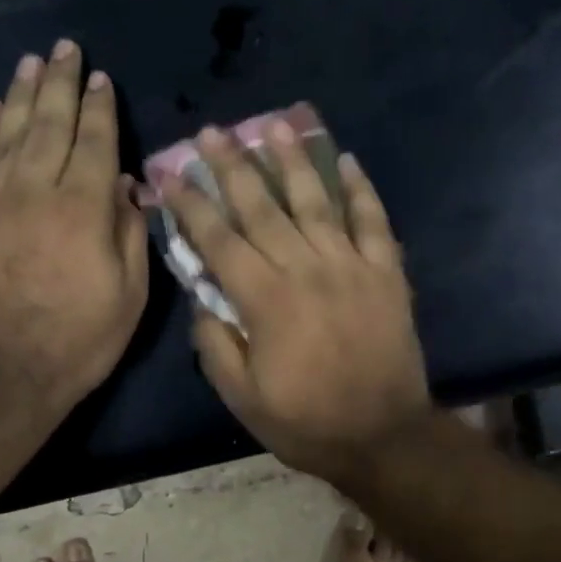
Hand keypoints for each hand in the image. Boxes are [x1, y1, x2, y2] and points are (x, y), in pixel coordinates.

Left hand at [0, 40, 148, 425]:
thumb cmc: (77, 341)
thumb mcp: (130, 296)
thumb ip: (131, 234)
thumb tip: (130, 188)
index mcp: (83, 210)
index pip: (96, 143)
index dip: (100, 108)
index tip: (101, 78)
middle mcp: (36, 192)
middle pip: (49, 124)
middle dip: (60, 84)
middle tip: (64, 49)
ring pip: (8, 133)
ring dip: (21, 94)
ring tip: (30, 62)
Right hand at [159, 120, 432, 485]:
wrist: (384, 436)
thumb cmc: (307, 422)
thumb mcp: (242, 398)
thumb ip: (215, 345)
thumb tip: (202, 299)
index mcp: (266, 300)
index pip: (220, 240)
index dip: (193, 205)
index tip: (173, 174)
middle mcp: (306, 269)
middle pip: (262, 207)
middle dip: (233, 166)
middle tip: (213, 131)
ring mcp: (351, 266)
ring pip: (316, 202)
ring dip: (292, 161)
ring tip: (274, 125)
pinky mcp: (387, 272)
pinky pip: (374, 221)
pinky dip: (361, 189)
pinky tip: (346, 159)